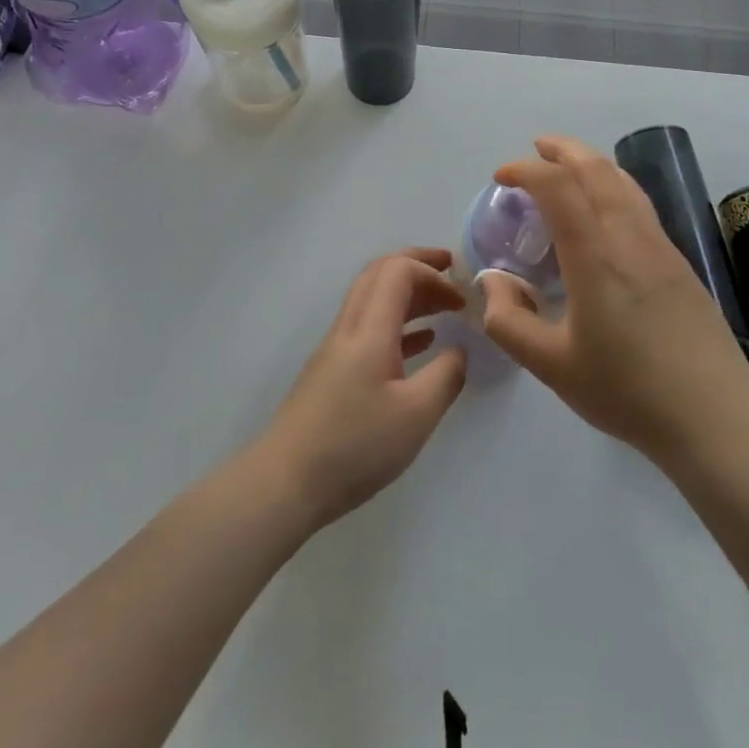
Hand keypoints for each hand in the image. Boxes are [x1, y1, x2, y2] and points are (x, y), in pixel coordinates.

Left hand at [256, 248, 469, 529]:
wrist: (286, 482)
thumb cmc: (355, 445)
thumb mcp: (416, 415)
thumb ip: (446, 376)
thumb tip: (459, 350)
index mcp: (370, 328)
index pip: (398, 270)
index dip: (432, 270)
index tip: (462, 294)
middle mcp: (350, 327)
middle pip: (381, 273)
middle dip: (418, 265)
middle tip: (453, 273)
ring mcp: (337, 349)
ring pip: (374, 300)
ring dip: (409, 295)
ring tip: (444, 307)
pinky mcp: (333, 371)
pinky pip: (370, 328)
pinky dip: (398, 323)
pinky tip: (421, 342)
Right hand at [481, 136, 748, 461]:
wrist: (715, 419)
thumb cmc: (627, 392)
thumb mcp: (552, 367)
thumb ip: (509, 322)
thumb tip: (491, 282)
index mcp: (596, 257)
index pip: (558, 188)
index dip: (526, 171)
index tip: (502, 178)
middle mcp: (630, 238)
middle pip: (596, 169)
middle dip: (562, 150)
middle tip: (535, 149)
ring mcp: (662, 247)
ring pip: (624, 182)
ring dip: (591, 163)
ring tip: (567, 166)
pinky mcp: (679, 262)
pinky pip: (640, 204)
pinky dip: (613, 186)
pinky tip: (605, 209)